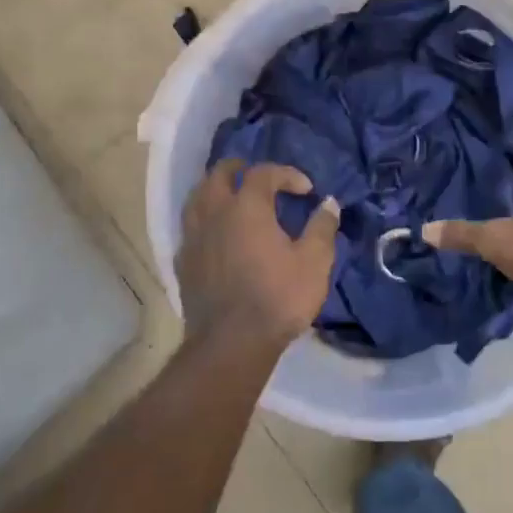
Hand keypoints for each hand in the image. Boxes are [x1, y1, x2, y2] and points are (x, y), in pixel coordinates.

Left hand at [177, 160, 339, 350]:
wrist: (231, 343)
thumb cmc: (278, 298)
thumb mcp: (314, 262)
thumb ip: (322, 228)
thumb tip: (329, 204)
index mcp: (247, 207)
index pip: (263, 173)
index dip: (286, 174)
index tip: (306, 190)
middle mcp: (214, 213)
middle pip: (219, 174)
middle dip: (241, 169)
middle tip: (261, 179)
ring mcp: (193, 237)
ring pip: (197, 197)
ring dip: (217, 189)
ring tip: (234, 199)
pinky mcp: (183, 261)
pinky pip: (191, 226)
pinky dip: (205, 219)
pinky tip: (218, 233)